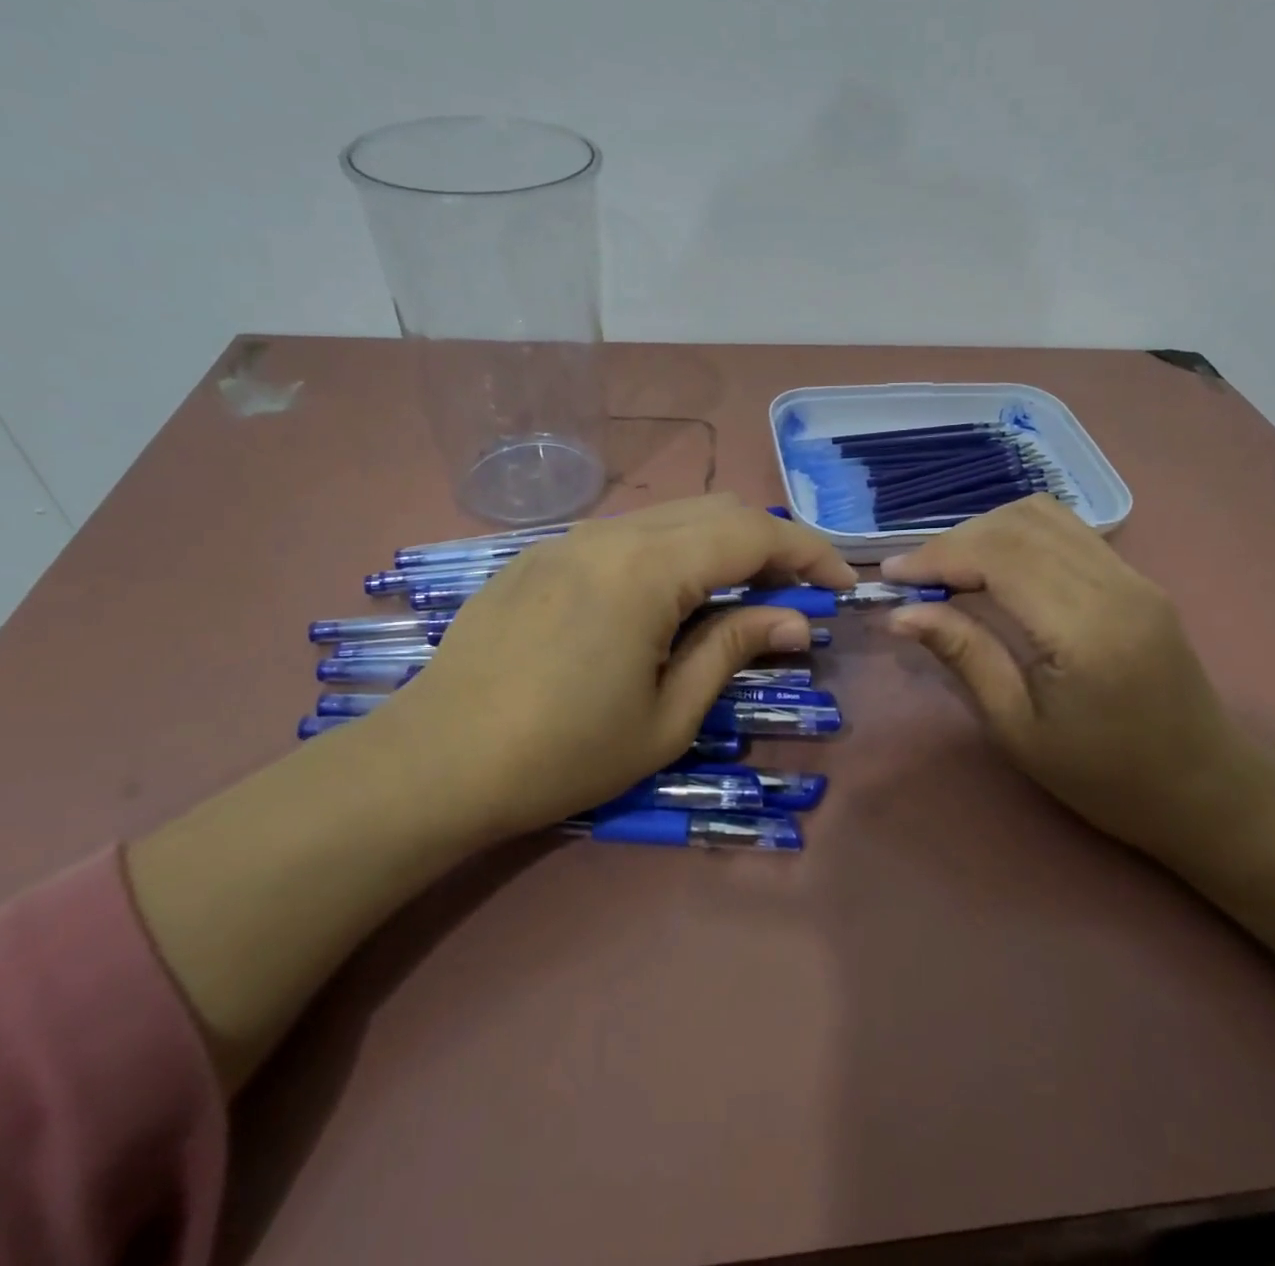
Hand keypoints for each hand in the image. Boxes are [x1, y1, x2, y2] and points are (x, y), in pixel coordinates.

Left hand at [364, 495, 856, 840]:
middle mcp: (609, 534)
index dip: (809, 552)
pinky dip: (670, 551)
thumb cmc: (561, 754)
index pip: (752, 533)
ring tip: (742, 594)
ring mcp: (568, 539)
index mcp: (646, 569)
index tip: (841, 586)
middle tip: (796, 592)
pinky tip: (668, 598)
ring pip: (669, 517)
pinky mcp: (539, 556)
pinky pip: (625, 536)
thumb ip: (732, 651)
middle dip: (770, 542)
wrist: (434, 763)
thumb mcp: (666, 717)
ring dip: (720, 544)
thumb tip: (792, 622)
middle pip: (715, 510)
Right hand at [880, 495, 1247, 861]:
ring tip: (949, 570)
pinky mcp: (1136, 579)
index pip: (999, 556)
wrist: (1204, 792)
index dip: (938, 556)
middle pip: (1018, 524)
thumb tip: (901, 614)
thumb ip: (964, 656)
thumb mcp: (1018, 729)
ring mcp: (1132, 576)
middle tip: (915, 578)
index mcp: (1085, 630)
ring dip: (986, 531)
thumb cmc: (1104, 777)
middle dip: (954, 541)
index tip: (892, 576)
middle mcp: (1114, 586)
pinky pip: (1067, 531)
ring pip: (1044, 515)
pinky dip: (1017, 535)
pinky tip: (995, 567)